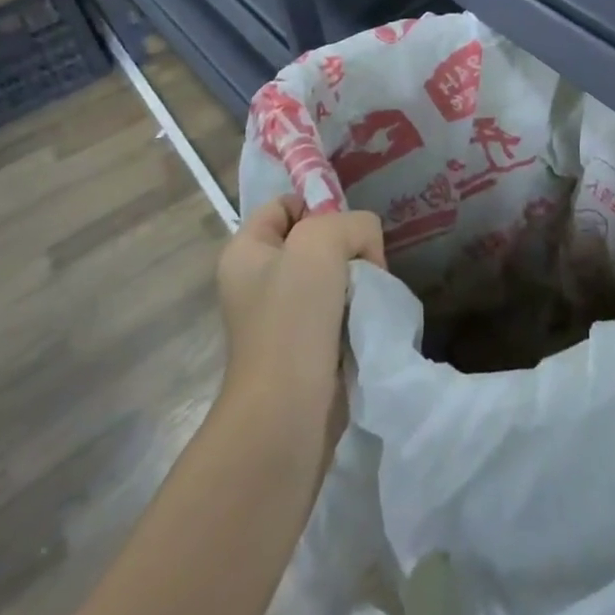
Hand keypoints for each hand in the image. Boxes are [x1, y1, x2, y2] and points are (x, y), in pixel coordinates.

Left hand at [217, 195, 384, 362]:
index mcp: (246, 251)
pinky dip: (357, 309)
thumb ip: (353, 224)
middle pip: (315, 240)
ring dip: (357, 281)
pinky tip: (366, 319)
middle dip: (347, 246)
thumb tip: (366, 251)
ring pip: (332, 275)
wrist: (287, 410)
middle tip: (365, 265)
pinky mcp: (304, 346)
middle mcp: (258, 280)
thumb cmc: (293, 317)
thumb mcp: (323, 242)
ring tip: (368, 296)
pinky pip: (338, 309)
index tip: (348, 228)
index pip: (287, 204)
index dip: (319, 205)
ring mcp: (280, 316)